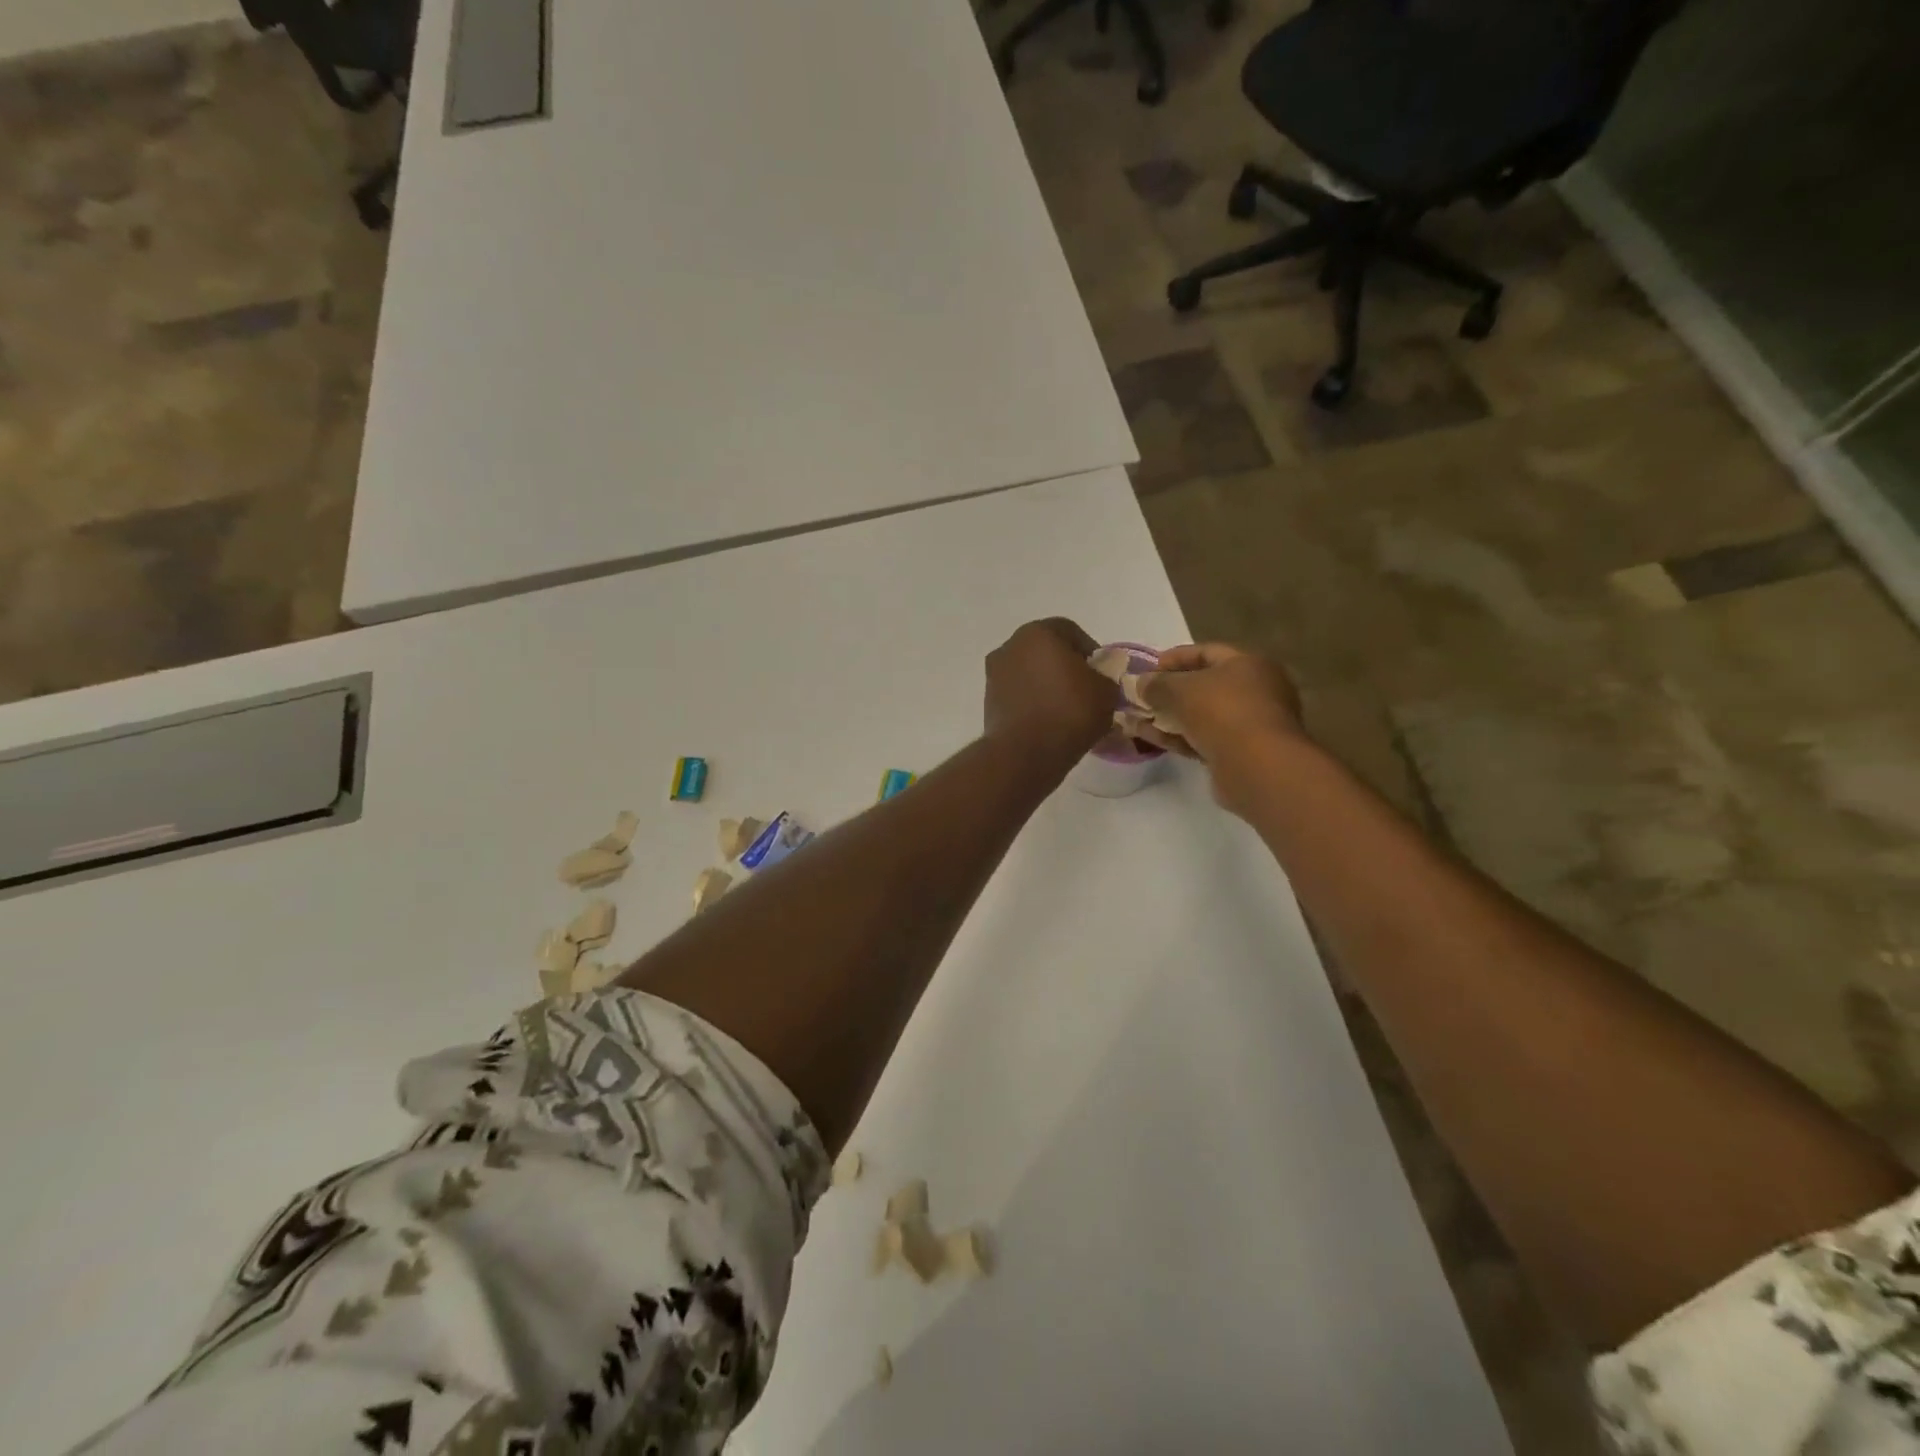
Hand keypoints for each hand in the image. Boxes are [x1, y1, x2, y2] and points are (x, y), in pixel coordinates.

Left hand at [983, 619, 1114, 764]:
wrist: (1025, 753)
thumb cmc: (1069, 712)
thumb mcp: (1106, 691)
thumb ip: (1105, 676)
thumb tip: (1097, 680)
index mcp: (1039, 633)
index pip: (1071, 632)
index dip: (1090, 652)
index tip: (1102, 674)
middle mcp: (1011, 646)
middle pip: (1046, 651)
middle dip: (1066, 667)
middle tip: (1086, 690)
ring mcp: (995, 673)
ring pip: (1030, 673)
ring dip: (1047, 685)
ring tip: (1067, 710)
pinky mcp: (989, 700)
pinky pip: (1019, 694)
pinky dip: (1032, 702)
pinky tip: (1048, 721)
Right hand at [1139, 643, 1305, 808]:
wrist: (1255, 766)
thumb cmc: (1221, 712)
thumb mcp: (1180, 689)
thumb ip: (1157, 684)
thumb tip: (1141, 683)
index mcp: (1248, 664)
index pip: (1206, 652)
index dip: (1174, 658)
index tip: (1147, 668)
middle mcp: (1255, 690)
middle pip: (1204, 685)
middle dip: (1169, 691)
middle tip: (1141, 696)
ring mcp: (1248, 724)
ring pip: (1201, 715)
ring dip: (1169, 717)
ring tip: (1136, 719)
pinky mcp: (1239, 753)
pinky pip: (1202, 738)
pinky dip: (1177, 737)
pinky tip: (1150, 738)